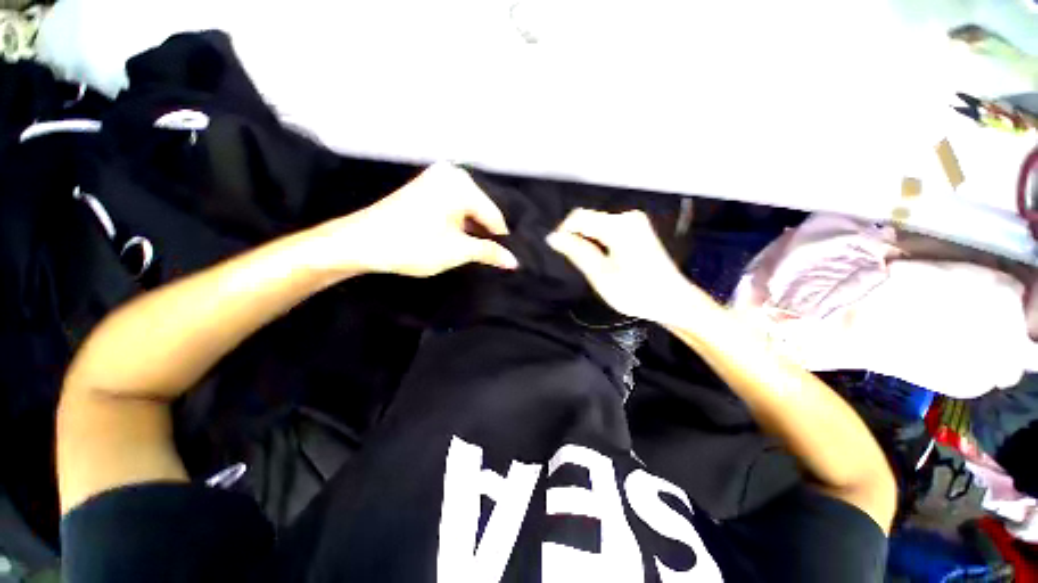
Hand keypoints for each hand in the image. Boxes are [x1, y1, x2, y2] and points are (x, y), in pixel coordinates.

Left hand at [311, 163, 517, 277]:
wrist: (361, 242)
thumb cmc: (412, 244)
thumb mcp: (457, 251)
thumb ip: (489, 252)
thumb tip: (513, 261)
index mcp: (461, 184)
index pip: (494, 216)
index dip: (501, 241)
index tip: (508, 260)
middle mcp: (452, 175)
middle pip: (482, 211)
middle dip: (486, 235)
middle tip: (493, 259)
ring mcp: (436, 180)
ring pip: (468, 211)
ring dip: (472, 232)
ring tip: (477, 253)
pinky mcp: (426, 189)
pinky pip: (454, 208)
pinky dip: (459, 225)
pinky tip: (460, 241)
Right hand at [547, 208, 713, 323]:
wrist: (672, 300)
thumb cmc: (636, 292)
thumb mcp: (600, 275)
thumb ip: (576, 252)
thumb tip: (553, 237)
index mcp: (619, 226)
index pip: (578, 217)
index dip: (563, 232)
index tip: (557, 251)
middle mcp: (627, 217)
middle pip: (588, 219)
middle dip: (575, 237)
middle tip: (573, 262)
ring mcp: (635, 221)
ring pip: (596, 224)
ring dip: (586, 241)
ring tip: (586, 263)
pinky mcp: (637, 229)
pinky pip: (607, 229)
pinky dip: (598, 241)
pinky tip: (600, 258)